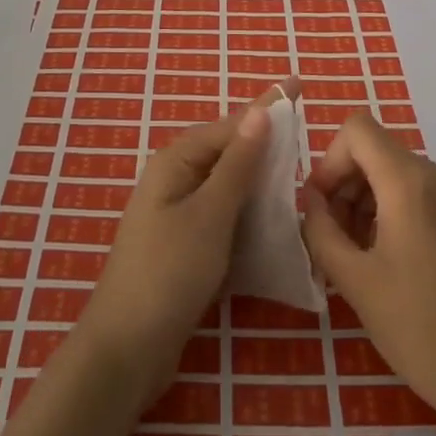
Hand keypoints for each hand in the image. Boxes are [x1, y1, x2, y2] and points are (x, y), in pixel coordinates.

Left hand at [77, 83, 287, 405]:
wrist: (126, 350)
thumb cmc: (169, 273)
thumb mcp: (211, 214)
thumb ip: (238, 164)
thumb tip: (259, 111)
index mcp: (176, 161)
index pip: (232, 125)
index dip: (268, 107)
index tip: (300, 84)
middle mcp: (175, 179)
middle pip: (230, 152)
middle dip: (267, 144)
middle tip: (309, 136)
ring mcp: (178, 214)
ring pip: (229, 186)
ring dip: (261, 183)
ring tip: (302, 177)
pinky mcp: (185, 246)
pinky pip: (224, 217)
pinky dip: (249, 215)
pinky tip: (277, 222)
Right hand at [302, 108, 435, 430]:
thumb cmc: (418, 328)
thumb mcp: (354, 280)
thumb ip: (320, 229)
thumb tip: (311, 200)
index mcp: (410, 182)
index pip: (357, 130)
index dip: (330, 160)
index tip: (322, 207)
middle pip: (378, 152)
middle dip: (347, 184)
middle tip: (335, 238)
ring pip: (400, 173)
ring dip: (370, 200)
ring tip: (362, 255)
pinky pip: (426, 194)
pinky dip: (399, 210)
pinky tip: (396, 261)